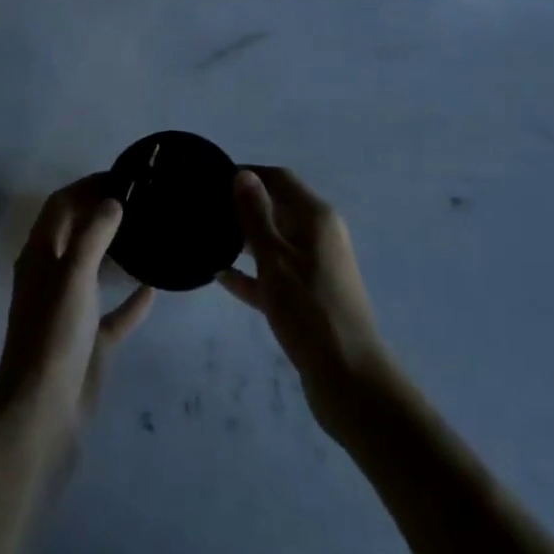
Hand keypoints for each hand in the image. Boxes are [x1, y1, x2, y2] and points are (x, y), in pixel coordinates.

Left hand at [0, 177, 153, 456]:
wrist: (42, 416)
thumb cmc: (53, 336)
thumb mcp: (74, 276)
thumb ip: (94, 234)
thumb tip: (113, 200)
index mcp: (40, 255)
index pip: (60, 205)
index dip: (86, 186)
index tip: (122, 175)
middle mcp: (53, 277)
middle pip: (76, 232)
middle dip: (102, 212)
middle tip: (142, 199)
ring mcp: (71, 311)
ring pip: (95, 270)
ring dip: (116, 251)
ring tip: (149, 232)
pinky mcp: (89, 343)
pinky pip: (114, 313)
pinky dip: (131, 299)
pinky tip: (155, 287)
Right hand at [220, 167, 391, 433]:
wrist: (349, 380)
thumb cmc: (309, 309)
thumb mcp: (274, 258)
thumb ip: (256, 215)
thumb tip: (242, 173)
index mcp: (316, 217)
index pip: (279, 178)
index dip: (248, 174)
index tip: (212, 178)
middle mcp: (318, 235)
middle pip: (277, 208)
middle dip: (242, 207)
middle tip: (204, 209)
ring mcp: (314, 267)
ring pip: (273, 242)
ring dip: (244, 240)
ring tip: (206, 238)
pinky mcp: (308, 298)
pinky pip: (274, 274)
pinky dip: (251, 273)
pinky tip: (220, 277)